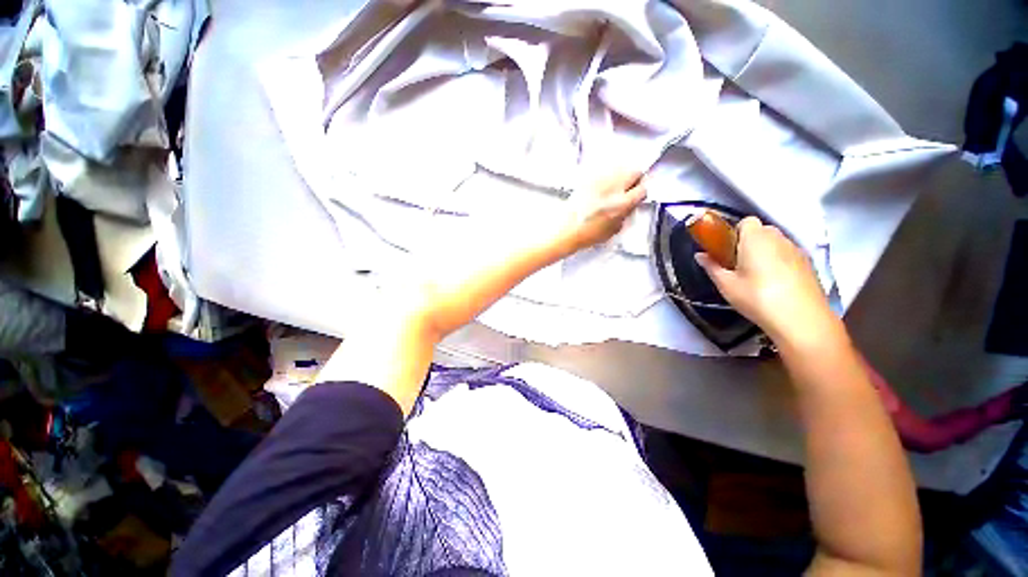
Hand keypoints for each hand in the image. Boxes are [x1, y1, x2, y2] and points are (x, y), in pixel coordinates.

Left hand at [561, 170, 646, 251]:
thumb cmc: (588, 235)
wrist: (565, 230)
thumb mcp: (613, 230)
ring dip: (621, 175)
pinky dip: (606, 176)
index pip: (642, 189)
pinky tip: (601, 187)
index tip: (637, 194)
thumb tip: (629, 206)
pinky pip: (603, 171)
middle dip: (635, 178)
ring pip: (619, 167)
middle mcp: (613, 188)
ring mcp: (600, 181)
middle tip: (629, 187)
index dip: (641, 191)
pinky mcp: (588, 179)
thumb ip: (625, 215)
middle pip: (634, 171)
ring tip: (614, 186)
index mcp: (622, 204)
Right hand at [696, 217, 838, 346]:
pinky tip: (774, 283)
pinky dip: (779, 261)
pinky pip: (787, 254)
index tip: (726, 250)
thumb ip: (712, 267)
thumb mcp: (726, 285)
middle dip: (748, 242)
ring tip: (756, 276)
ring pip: (775, 242)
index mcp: (756, 239)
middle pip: (761, 231)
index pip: (746, 221)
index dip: (734, 232)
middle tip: (737, 264)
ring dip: (764, 252)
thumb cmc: (757, 298)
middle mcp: (778, 238)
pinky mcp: (808, 264)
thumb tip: (700, 255)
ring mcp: (796, 250)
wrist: (801, 319)